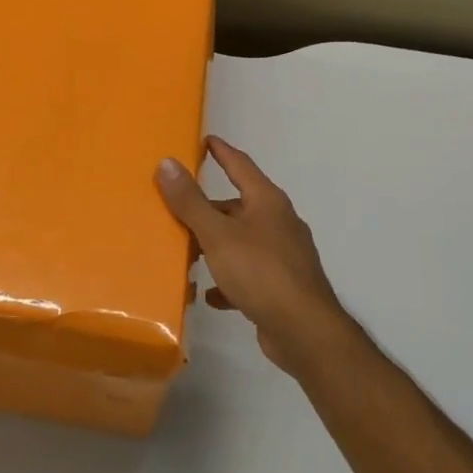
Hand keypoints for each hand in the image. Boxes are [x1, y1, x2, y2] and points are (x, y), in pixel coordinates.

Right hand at [156, 137, 351, 374]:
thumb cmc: (260, 272)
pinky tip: (210, 295)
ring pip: (241, 241)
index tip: (205, 140)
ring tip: (187, 254)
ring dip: (215, 246)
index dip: (221, 151)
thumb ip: (190, 201)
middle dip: (208, 209)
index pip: (241, 165)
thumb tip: (167, 162)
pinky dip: (228, 280)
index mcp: (267, 202)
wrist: (305, 332)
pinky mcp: (282, 286)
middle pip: (238, 206)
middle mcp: (279, 223)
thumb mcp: (217, 234)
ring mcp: (283, 256)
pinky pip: (248, 275)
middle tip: (177, 210)